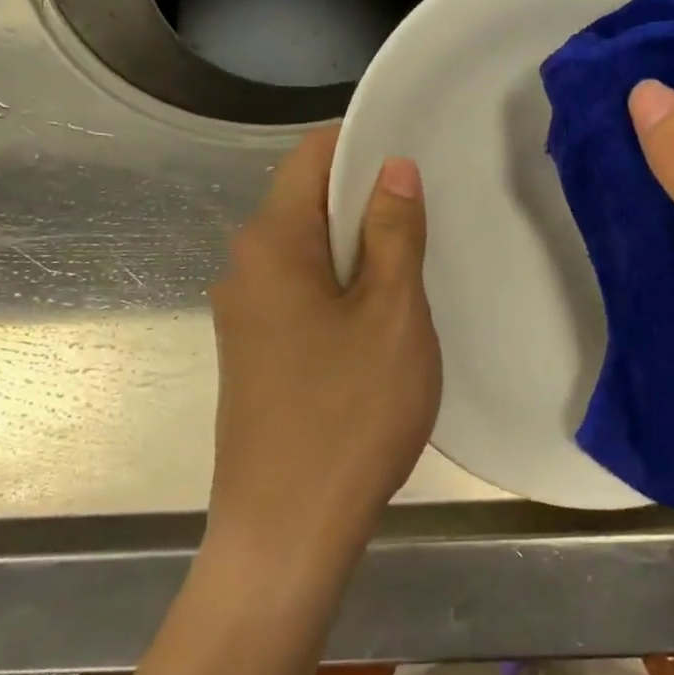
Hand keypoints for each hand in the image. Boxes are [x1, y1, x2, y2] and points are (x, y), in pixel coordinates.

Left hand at [206, 127, 440, 579]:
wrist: (286, 532)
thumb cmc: (348, 414)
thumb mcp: (391, 314)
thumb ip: (393, 231)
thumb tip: (393, 166)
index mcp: (272, 242)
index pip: (312, 155)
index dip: (363, 142)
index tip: (416, 155)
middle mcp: (244, 266)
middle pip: (307, 200)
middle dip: (366, 197)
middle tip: (430, 214)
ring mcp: (244, 313)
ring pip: (307, 250)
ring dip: (358, 246)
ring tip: (415, 263)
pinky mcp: (253, 352)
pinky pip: (300, 291)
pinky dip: (340, 285)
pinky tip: (380, 316)